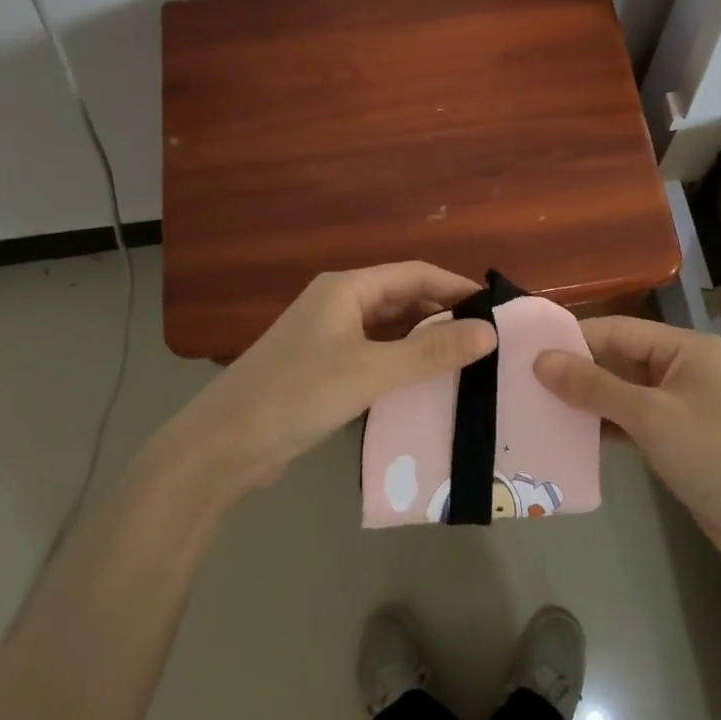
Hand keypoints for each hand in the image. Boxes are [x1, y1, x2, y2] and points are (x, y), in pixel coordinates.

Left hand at [163, 264, 496, 499]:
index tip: (496, 309)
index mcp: (347, 288)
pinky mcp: (323, 369)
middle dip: (444, 314)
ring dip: (424, 341)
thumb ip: (432, 352)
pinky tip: (426, 385)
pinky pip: (375, 356)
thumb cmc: (299, 394)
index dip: (457, 286)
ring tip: (468, 361)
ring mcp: (328, 337)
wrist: (224, 446)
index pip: (415, 273)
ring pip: (389, 330)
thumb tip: (490, 331)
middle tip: (489, 339)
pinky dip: (402, 364)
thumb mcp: (371, 371)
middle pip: (403, 299)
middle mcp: (339, 304)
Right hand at [533, 317, 720, 574]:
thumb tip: (541, 360)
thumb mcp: (649, 416)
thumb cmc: (712, 455)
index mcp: (685, 347)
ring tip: (538, 406)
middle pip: (619, 359)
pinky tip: (571, 435)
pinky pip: (632, 419)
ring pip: (622, 391)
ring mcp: (681, 402)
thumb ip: (593, 385)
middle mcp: (683, 367)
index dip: (573, 338)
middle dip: (577, 370)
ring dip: (587, 400)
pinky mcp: (677, 435)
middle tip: (524, 380)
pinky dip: (605, 425)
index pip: (618, 330)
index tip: (528, 348)